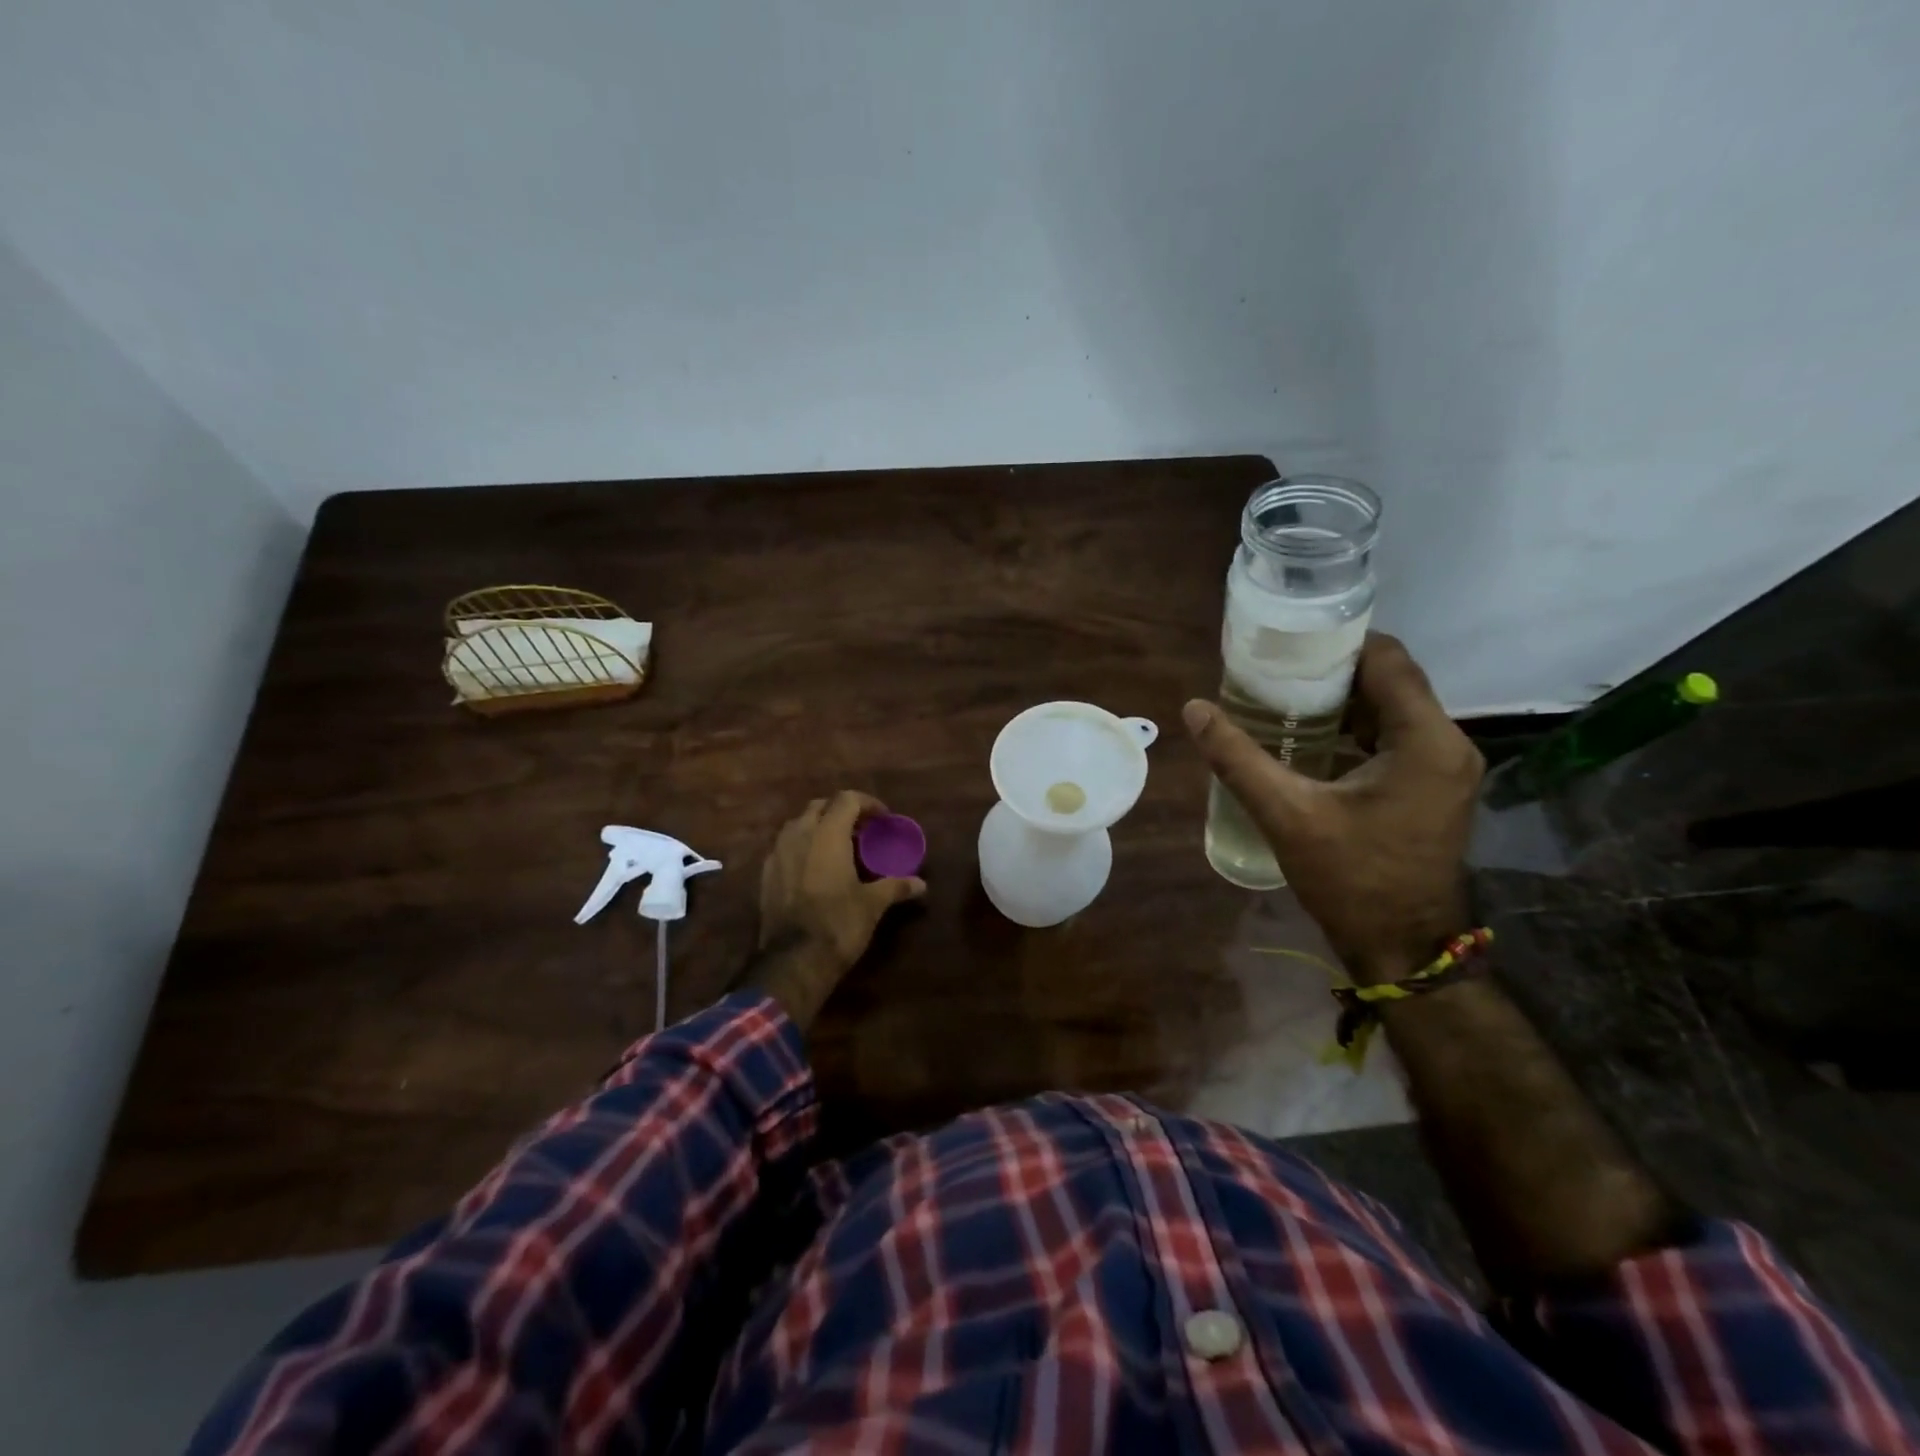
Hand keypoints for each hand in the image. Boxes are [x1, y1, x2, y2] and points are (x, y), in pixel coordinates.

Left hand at [757, 791, 926, 974]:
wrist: (792, 960)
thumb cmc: (838, 924)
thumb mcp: (873, 904)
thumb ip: (896, 886)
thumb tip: (921, 884)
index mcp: (827, 834)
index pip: (847, 799)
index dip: (867, 803)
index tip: (883, 819)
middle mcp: (799, 834)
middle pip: (819, 806)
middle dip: (840, 812)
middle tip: (860, 830)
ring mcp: (777, 853)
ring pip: (798, 824)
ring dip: (818, 827)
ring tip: (837, 847)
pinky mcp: (765, 873)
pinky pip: (785, 847)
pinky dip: (801, 847)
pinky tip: (814, 868)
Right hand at [1185, 633, 1482, 983]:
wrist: (1402, 947)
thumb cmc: (1352, 879)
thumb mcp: (1288, 815)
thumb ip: (1238, 758)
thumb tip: (1194, 709)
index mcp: (1426, 740)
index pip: (1388, 660)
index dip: (1339, 642)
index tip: (1289, 641)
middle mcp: (1448, 744)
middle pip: (1391, 681)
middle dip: (1333, 670)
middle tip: (1275, 669)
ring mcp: (1446, 768)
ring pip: (1393, 710)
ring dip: (1343, 701)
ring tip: (1284, 697)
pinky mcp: (1434, 788)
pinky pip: (1395, 737)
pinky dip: (1355, 729)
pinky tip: (1310, 738)